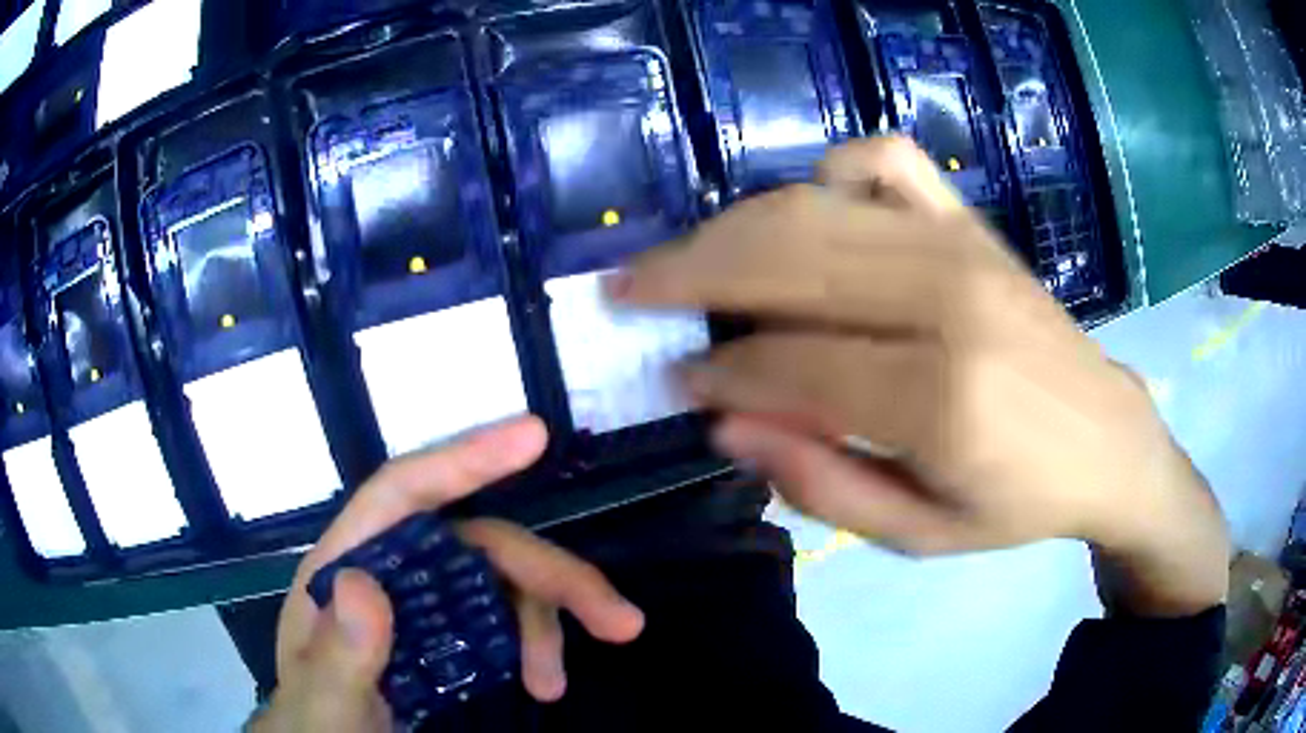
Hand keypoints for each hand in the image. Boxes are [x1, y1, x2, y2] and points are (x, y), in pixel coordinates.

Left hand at [249, 417, 643, 732]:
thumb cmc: (318, 720)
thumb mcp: (322, 700)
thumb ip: (336, 655)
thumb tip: (364, 583)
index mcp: (346, 565)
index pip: (404, 493)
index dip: (466, 459)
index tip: (534, 437)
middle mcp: (392, 570)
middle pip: (479, 543)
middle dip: (550, 576)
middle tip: (619, 621)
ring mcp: (424, 603)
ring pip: (502, 582)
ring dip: (548, 621)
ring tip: (556, 684)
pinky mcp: (449, 635)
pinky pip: (506, 619)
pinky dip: (536, 642)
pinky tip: (544, 681)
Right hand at [613, 137, 1228, 615]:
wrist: (1107, 439)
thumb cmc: (1017, 501)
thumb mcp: (919, 534)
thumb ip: (821, 484)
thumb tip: (725, 419)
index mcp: (941, 398)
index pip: (788, 362)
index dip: (716, 368)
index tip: (675, 377)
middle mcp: (948, 300)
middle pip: (787, 259)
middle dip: (689, 272)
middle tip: (630, 290)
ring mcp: (962, 245)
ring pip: (815, 206)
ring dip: (733, 227)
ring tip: (686, 257)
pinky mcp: (972, 222)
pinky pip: (884, 161)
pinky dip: (830, 173)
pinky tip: (811, 212)